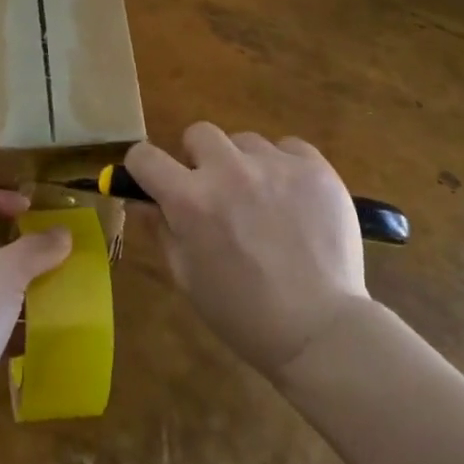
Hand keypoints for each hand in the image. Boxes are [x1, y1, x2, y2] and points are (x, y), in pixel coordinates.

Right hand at [127, 123, 368, 380]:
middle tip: (215, 192)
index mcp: (190, 199)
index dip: (143, 167)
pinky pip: (289, 147)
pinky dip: (285, 167)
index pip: (144, 156)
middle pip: (198, 133)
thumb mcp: (187, 277)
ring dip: (244, 163)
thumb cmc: (243, 314)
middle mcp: (229, 170)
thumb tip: (143, 200)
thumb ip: (161, 230)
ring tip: (263, 201)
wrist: (320, 330)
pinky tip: (294, 199)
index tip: (155, 181)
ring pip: (245, 141)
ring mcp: (275, 164)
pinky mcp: (314, 167)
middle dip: (199, 159)